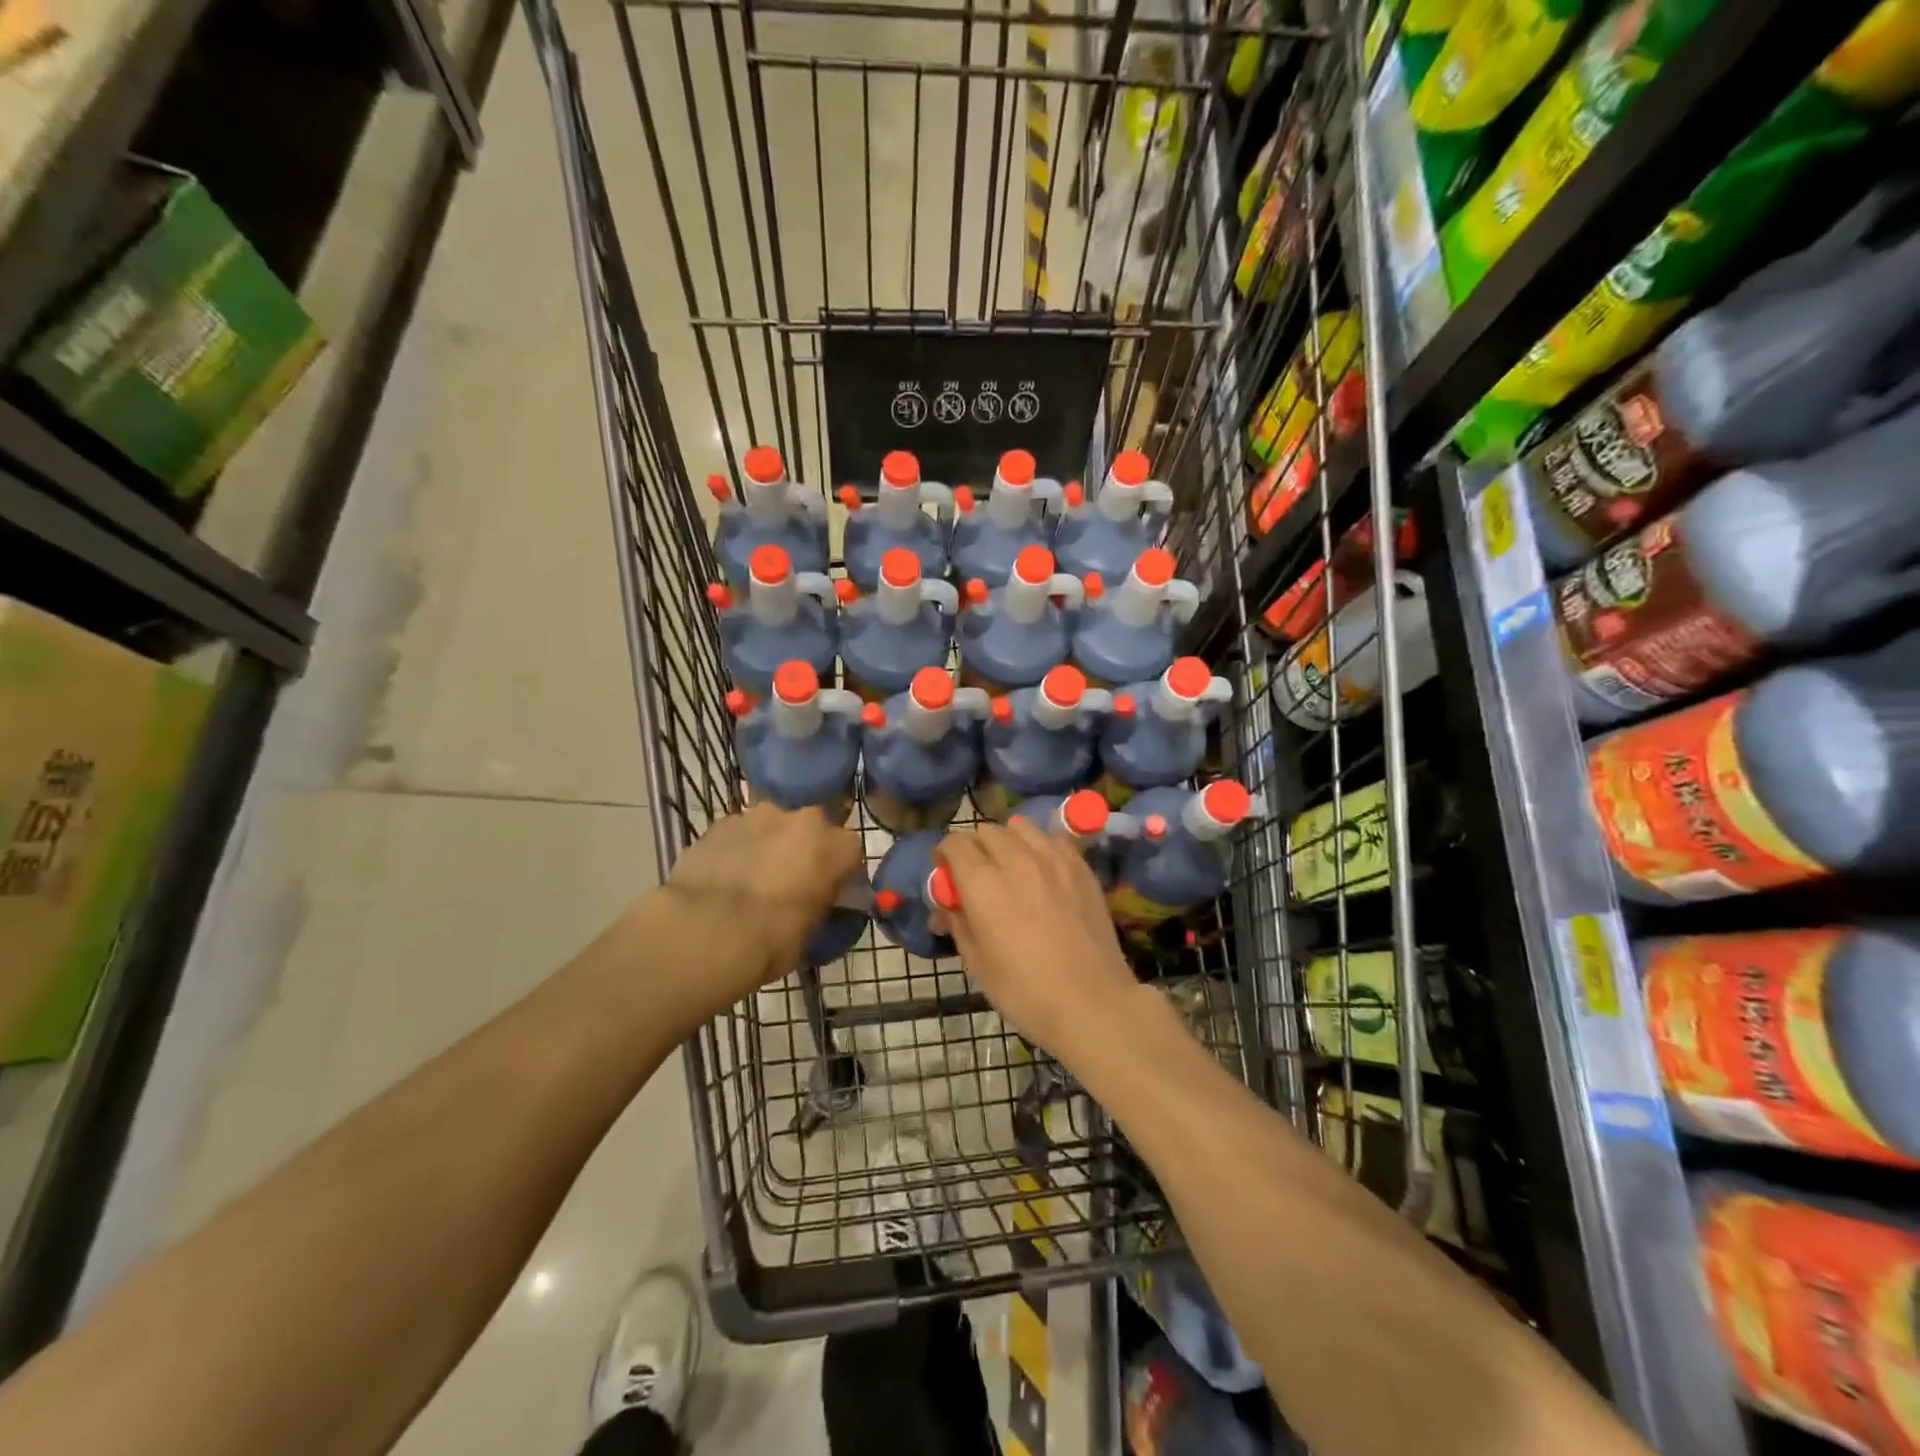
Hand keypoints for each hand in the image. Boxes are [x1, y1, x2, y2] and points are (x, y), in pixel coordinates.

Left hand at [653, 803, 861, 1018]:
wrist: (705, 931)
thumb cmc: (772, 940)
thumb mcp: (812, 931)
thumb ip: (820, 904)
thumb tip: (814, 900)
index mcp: (836, 847)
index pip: (849, 853)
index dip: (838, 872)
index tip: (827, 891)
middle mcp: (804, 820)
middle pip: (811, 830)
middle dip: (802, 850)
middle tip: (788, 882)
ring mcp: (760, 816)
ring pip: (773, 827)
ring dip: (768, 846)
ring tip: (750, 880)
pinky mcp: (722, 821)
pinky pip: (739, 833)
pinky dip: (737, 849)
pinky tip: (724, 877)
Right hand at [935, 817, 1139, 1062]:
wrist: (1091, 1002)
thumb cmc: (1025, 991)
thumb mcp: (977, 963)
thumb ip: (958, 924)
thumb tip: (947, 907)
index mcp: (982, 882)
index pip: (954, 843)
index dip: (944, 855)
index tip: (945, 874)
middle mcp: (1015, 858)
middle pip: (985, 831)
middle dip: (974, 848)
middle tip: (976, 875)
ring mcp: (1052, 858)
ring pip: (1020, 827)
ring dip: (1007, 841)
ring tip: (1011, 866)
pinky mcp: (1080, 865)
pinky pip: (1052, 838)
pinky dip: (1040, 846)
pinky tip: (1043, 871)